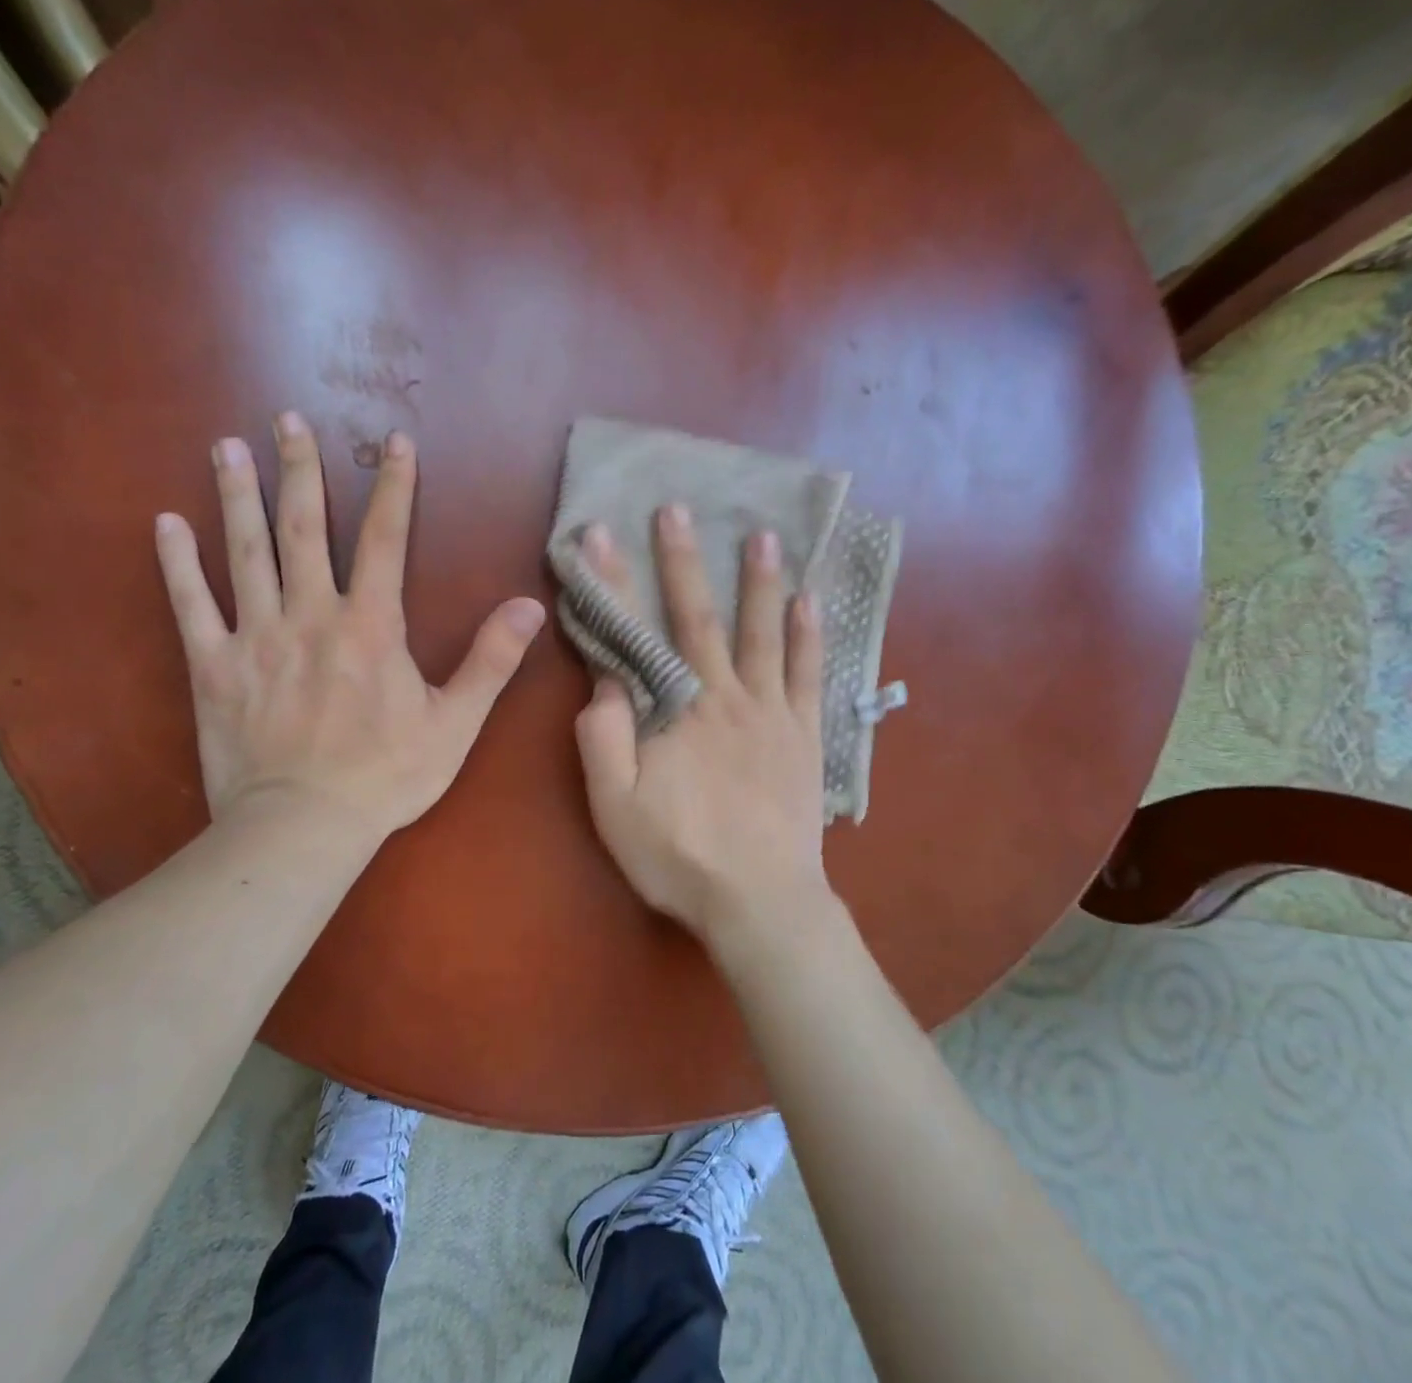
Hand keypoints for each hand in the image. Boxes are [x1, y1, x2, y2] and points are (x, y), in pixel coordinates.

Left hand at [155, 414, 545, 838]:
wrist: (303, 826)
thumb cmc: (386, 776)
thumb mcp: (455, 723)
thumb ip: (491, 660)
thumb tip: (530, 605)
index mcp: (370, 626)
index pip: (385, 540)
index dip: (393, 488)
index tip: (394, 441)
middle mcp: (310, 616)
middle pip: (304, 529)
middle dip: (299, 469)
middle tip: (287, 419)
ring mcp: (255, 638)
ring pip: (245, 553)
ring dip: (237, 497)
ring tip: (227, 446)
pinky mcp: (213, 667)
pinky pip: (190, 606)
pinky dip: (177, 564)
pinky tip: (166, 523)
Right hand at [573, 506, 832, 949]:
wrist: (760, 901)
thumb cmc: (679, 856)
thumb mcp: (616, 807)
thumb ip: (604, 739)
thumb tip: (604, 681)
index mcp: (675, 711)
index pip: (637, 634)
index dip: (615, 583)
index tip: (601, 535)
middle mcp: (724, 696)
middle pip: (699, 617)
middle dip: (681, 560)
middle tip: (676, 509)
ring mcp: (770, 711)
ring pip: (763, 633)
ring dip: (759, 581)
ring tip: (762, 535)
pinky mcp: (803, 734)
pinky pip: (807, 674)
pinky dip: (808, 635)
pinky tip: (810, 601)